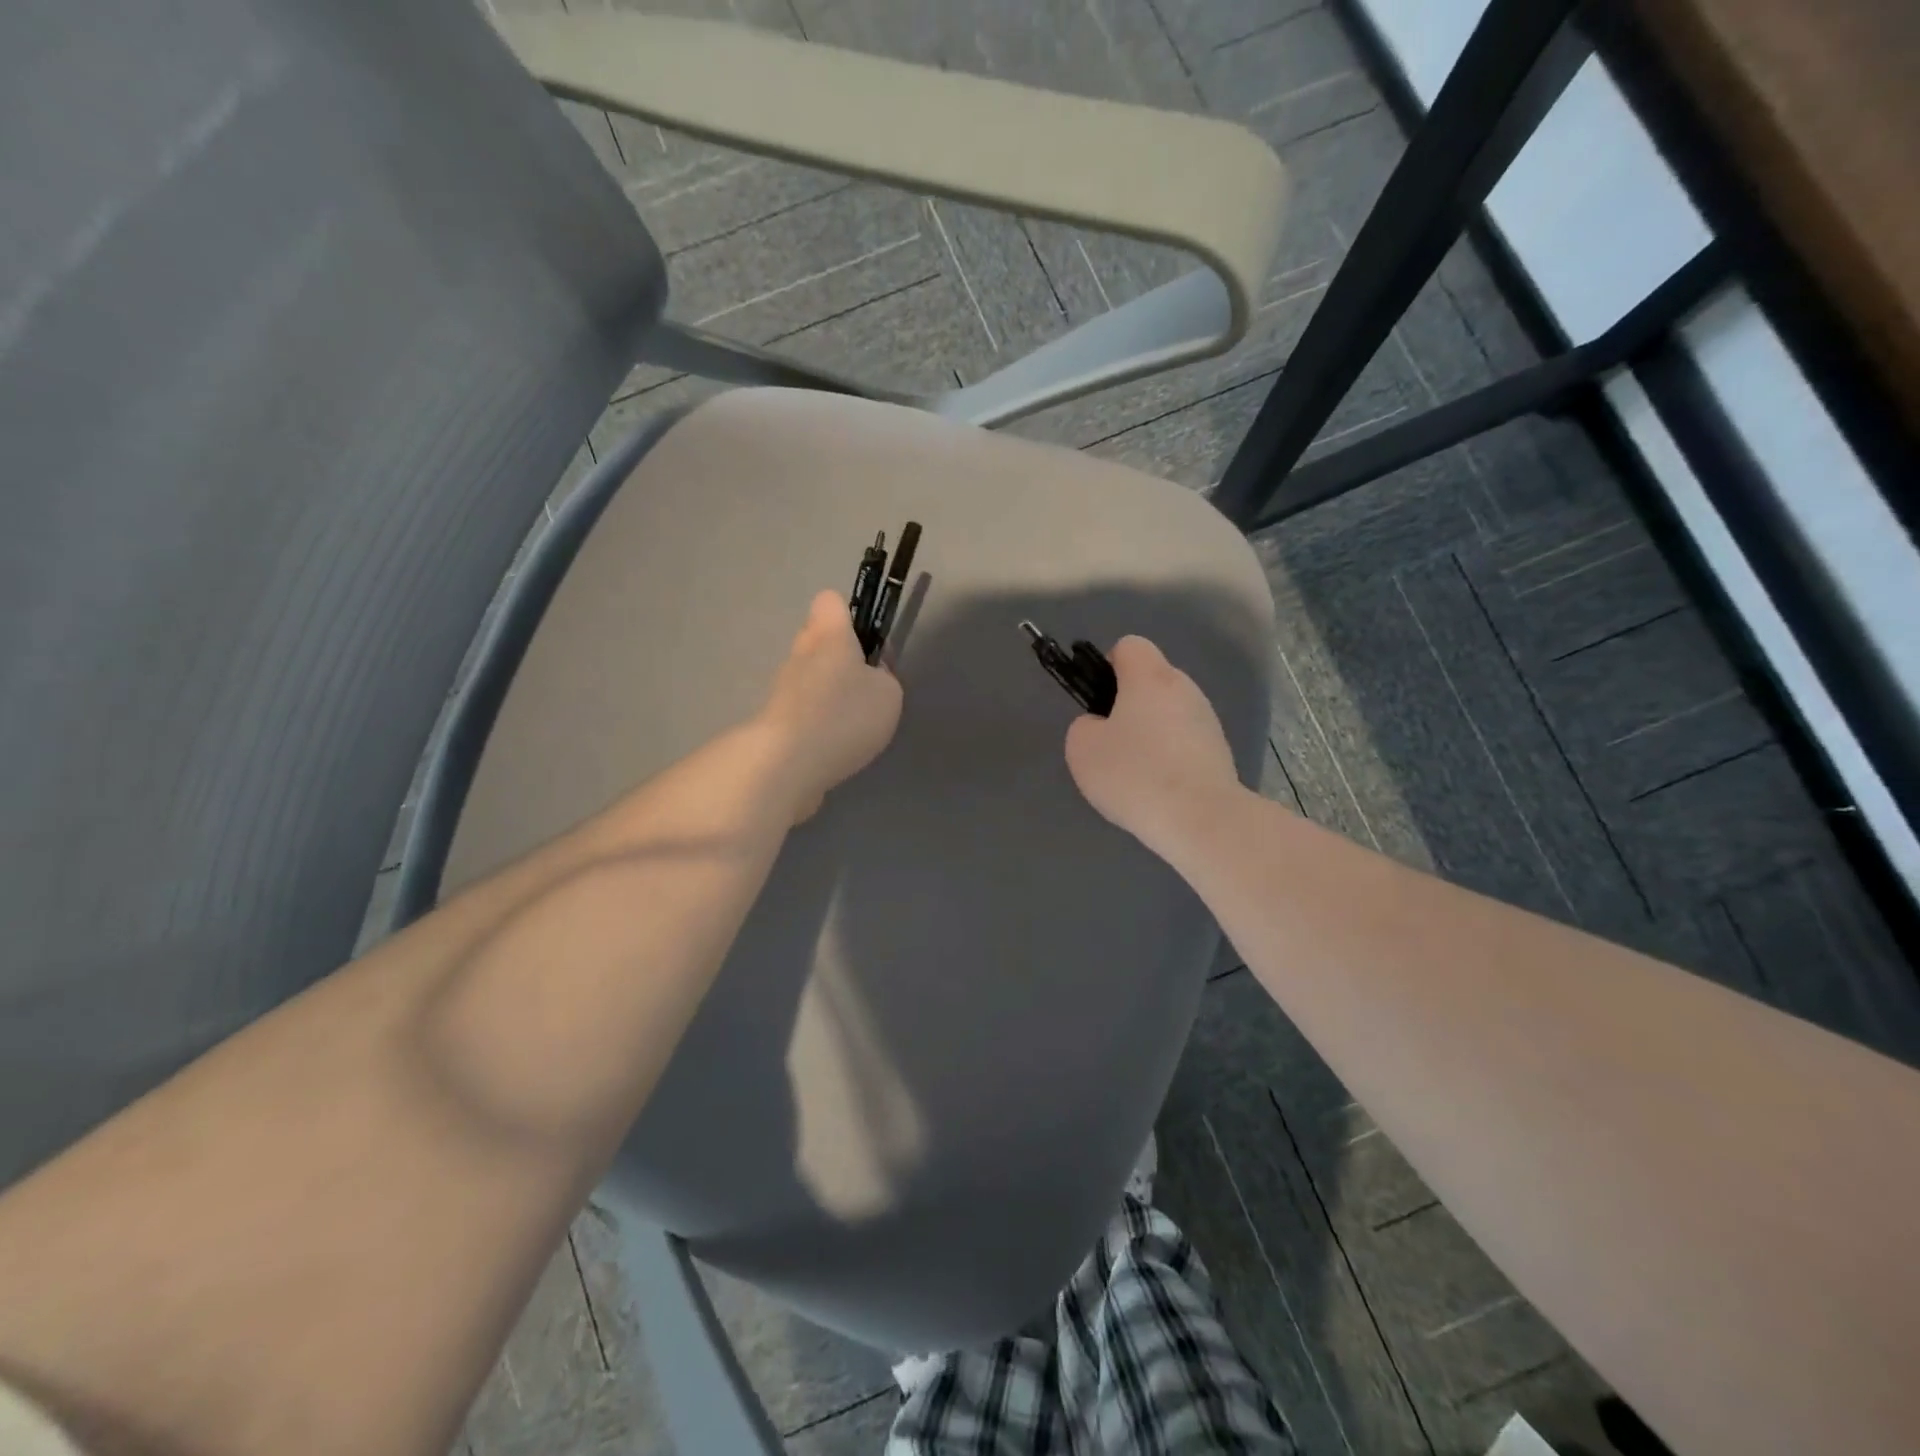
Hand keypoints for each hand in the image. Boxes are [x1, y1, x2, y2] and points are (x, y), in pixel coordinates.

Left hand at [757, 590, 903, 822]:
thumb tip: (870, 675)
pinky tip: (834, 743)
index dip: (851, 615)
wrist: (788, 762)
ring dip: (830, 693)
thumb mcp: (888, 693)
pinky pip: (803, 708)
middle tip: (867, 688)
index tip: (868, 642)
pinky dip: (819, 721)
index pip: (831, 601)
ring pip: (811, 676)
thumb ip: (883, 676)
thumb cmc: (844, 714)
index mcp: (829, 633)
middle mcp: (800, 652)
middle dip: (842, 659)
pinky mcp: (776, 719)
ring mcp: (783, 686)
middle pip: (820, 640)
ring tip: (853, 723)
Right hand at [1064, 636, 1240, 853]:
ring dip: (1152, 732)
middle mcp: (1184, 688)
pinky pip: (1185, 741)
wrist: (1200, 818)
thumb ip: (1085, 726)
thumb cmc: (1135, 774)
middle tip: (1111, 743)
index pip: (1130, 646)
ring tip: (1136, 773)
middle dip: (1130, 704)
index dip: (1108, 666)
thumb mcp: (1083, 749)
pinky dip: (1171, 757)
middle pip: (1152, 680)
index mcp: (1150, 677)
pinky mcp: (1220, 751)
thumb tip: (1101, 725)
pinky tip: (1160, 789)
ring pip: (1170, 712)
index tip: (1099, 701)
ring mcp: (1208, 719)